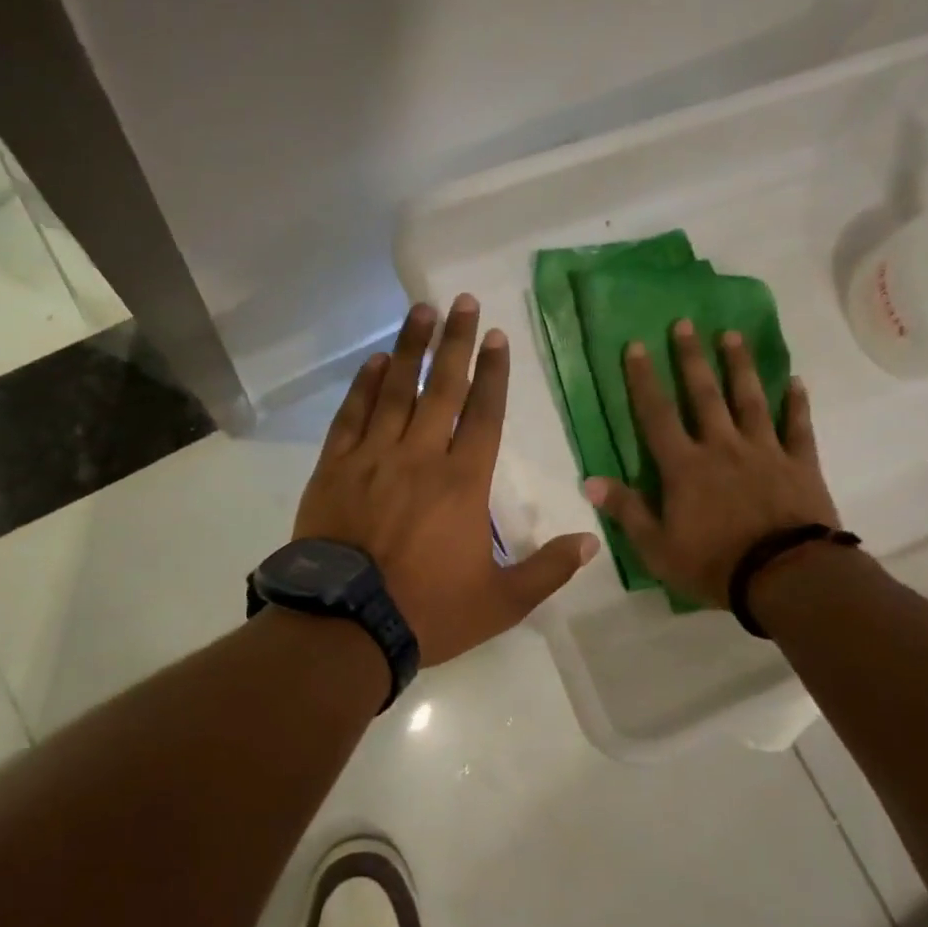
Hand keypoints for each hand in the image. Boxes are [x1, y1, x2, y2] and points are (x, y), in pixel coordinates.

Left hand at [295, 296, 597, 665]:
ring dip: (410, 348)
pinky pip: (352, 416)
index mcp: (463, 483)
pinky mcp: (335, 468)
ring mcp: (373, 458)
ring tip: (421, 311)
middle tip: (462, 302)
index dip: (493, 372)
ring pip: (396, 391)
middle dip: (455, 342)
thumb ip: (547, 570)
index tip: (496, 336)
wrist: (345, 624)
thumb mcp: (500, 602)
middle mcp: (420, 457)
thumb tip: (592, 542)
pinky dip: (365, 386)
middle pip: (441, 388)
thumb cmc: (427, 612)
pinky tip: (376, 361)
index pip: (484, 414)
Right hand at [585, 320, 841, 607]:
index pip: (657, 415)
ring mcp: (764, 451)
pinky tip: (795, 381)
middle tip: (685, 323)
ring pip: (749, 399)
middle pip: (704, 395)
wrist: (785, 577)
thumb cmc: (714, 564)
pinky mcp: (799, 463)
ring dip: (739, 366)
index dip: (643, 380)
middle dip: (691, 358)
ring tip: (732, 336)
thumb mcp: (657, 548)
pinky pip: (797, 426)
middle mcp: (722, 447)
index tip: (636, 346)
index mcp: (684, 467)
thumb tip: (590, 481)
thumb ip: (627, 511)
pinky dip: (796, 403)